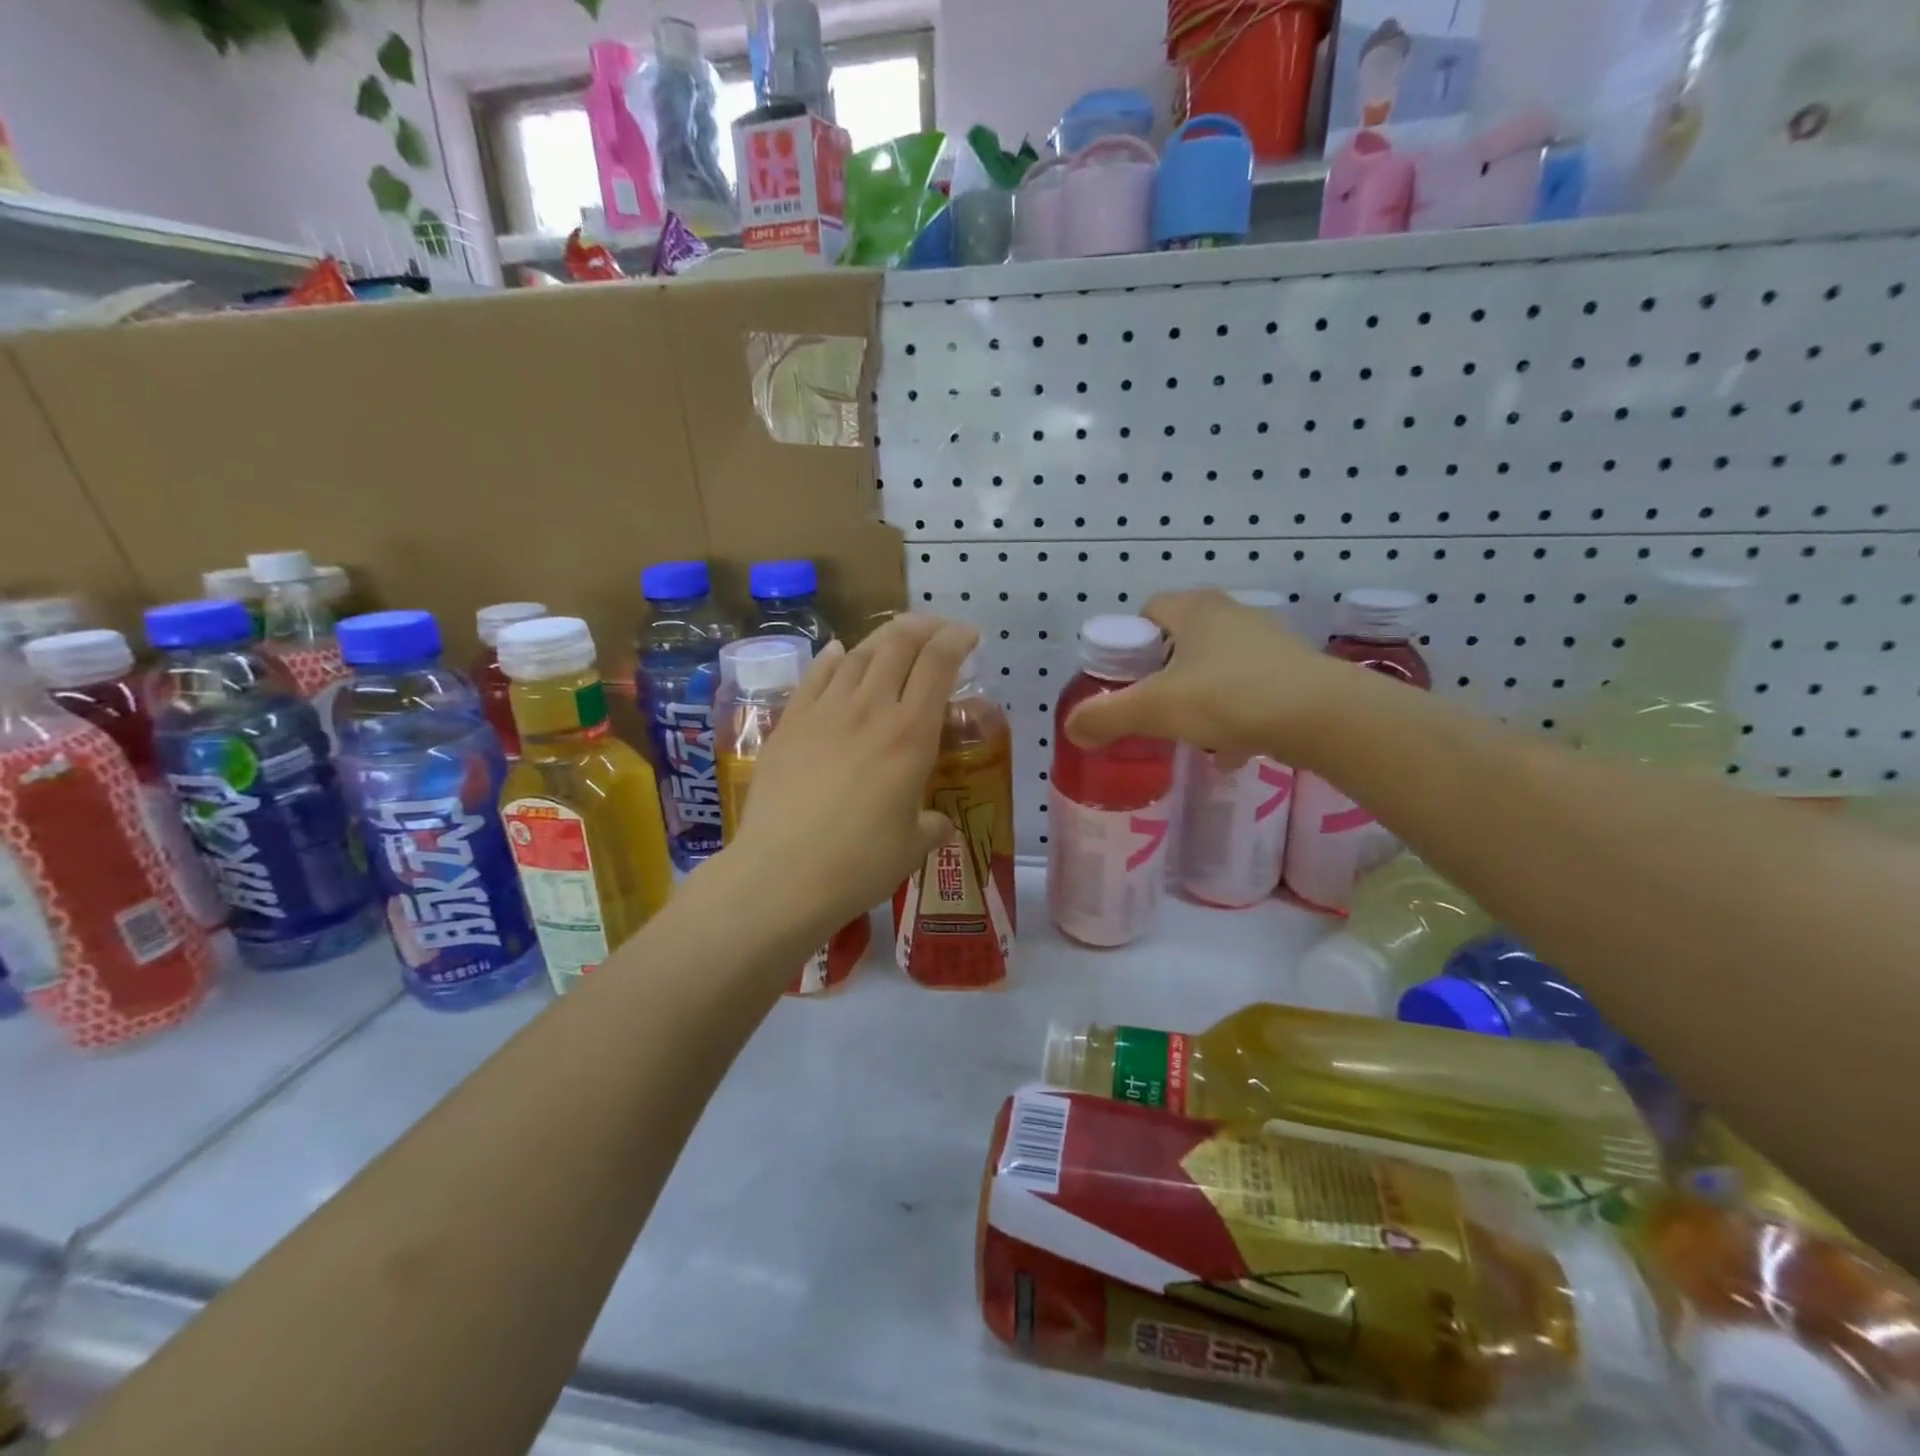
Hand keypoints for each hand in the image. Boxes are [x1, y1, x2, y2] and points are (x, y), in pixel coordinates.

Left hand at [725, 615, 978, 941]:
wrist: (781, 874)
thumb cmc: (859, 864)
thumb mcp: (912, 847)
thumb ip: (932, 827)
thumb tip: (939, 824)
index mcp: (911, 735)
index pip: (938, 665)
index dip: (957, 640)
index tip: (970, 636)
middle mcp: (870, 709)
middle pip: (898, 645)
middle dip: (923, 627)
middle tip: (936, 629)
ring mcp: (824, 712)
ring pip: (858, 654)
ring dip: (882, 638)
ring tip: (895, 637)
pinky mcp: (789, 723)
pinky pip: (815, 676)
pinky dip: (833, 658)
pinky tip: (839, 653)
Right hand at [1065, 590, 1345, 765]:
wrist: (1321, 716)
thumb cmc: (1227, 697)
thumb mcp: (1154, 709)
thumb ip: (1107, 716)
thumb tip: (1072, 728)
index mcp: (1195, 609)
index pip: (1149, 610)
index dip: (1130, 643)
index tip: (1124, 679)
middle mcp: (1232, 614)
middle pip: (1182, 641)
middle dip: (1164, 676)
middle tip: (1153, 708)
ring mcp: (1268, 641)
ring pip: (1217, 668)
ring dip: (1200, 698)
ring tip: (1191, 735)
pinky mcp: (1294, 672)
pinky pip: (1250, 690)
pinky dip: (1235, 716)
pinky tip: (1231, 750)